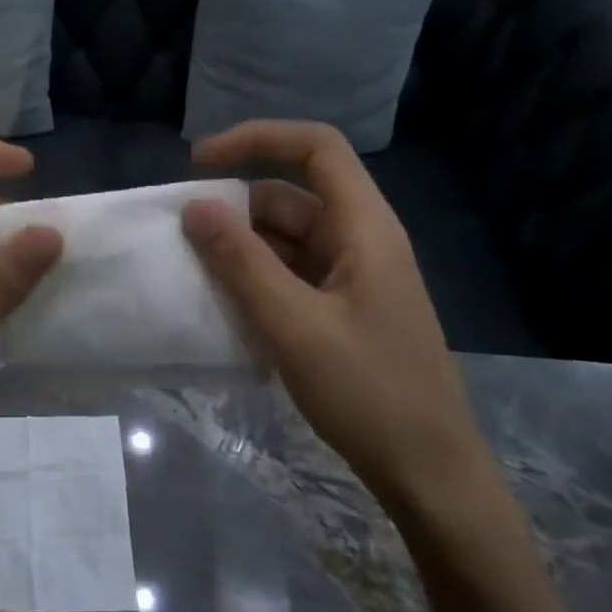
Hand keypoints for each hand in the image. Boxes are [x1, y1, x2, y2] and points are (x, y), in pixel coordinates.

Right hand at [181, 120, 493, 514]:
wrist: (429, 472)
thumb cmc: (368, 391)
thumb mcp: (293, 325)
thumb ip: (241, 262)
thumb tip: (195, 206)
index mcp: (364, 227)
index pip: (315, 148)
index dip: (257, 139)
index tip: (199, 162)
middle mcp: (360, 240)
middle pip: (291, 196)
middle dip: (234, 208)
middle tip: (182, 238)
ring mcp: (353, 276)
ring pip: (286, 239)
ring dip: (240, 249)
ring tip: (193, 274)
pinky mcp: (344, 309)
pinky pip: (291, 274)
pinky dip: (256, 279)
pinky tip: (225, 306)